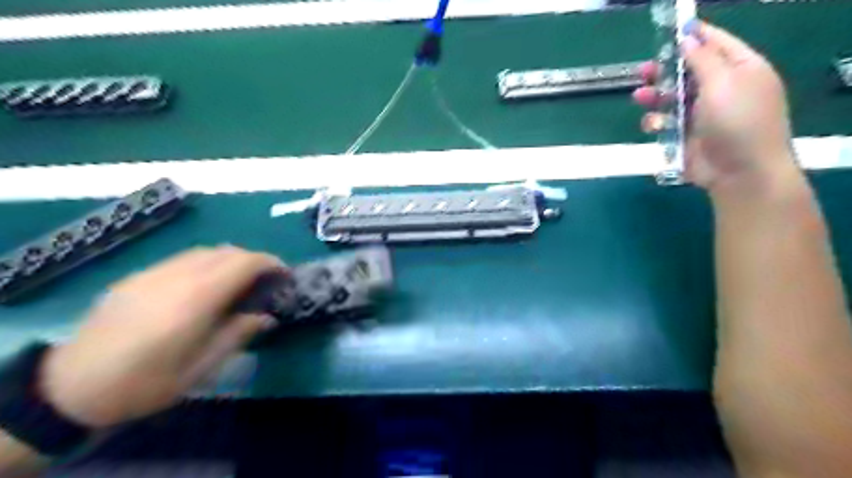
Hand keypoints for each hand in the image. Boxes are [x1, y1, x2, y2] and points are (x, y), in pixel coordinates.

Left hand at [38, 247, 280, 428]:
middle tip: (266, 280)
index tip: (285, 274)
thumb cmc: (146, 383)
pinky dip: (206, 263)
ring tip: (239, 281)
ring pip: (205, 251)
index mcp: (197, 299)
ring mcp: (154, 273)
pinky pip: (183, 259)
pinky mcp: (137, 277)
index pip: (244, 263)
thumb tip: (268, 317)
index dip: (271, 263)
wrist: (71, 387)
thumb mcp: (201, 367)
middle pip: (227, 251)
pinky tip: (204, 285)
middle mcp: (177, 276)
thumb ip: (238, 334)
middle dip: (254, 259)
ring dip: (230, 259)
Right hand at [635, 21, 803, 193]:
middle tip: (644, 70)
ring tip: (640, 96)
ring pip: (671, 98)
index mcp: (740, 69)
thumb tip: (688, 37)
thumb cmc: (738, 121)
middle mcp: (721, 89)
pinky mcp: (686, 134)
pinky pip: (666, 122)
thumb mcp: (723, 82)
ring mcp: (702, 114)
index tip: (673, 29)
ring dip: (655, 96)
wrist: (739, 171)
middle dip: (665, 70)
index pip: (716, 43)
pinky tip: (654, 125)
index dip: (695, 35)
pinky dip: (657, 121)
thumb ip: (702, 58)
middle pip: (687, 72)